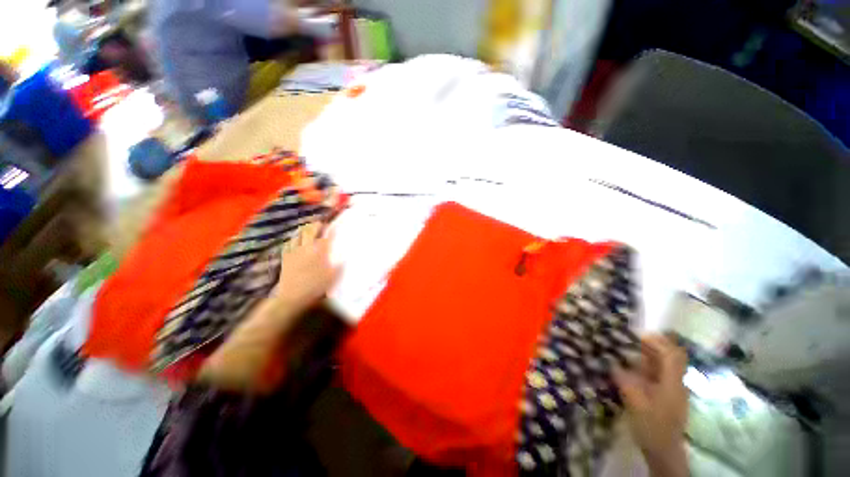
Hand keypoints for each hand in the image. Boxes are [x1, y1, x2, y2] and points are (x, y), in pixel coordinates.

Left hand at [271, 221, 340, 314]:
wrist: (293, 297)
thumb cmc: (316, 286)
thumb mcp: (333, 276)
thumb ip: (340, 265)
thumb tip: (346, 257)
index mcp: (320, 252)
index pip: (326, 236)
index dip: (330, 230)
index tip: (334, 226)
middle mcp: (306, 248)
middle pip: (310, 231)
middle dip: (315, 225)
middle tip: (320, 223)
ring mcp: (294, 252)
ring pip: (298, 235)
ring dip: (303, 230)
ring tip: (308, 229)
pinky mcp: (285, 257)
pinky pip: (288, 243)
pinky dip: (293, 239)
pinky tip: (295, 241)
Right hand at [613, 335, 688, 476]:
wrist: (664, 450)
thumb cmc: (651, 426)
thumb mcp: (635, 403)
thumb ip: (625, 380)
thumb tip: (611, 362)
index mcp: (673, 383)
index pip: (671, 355)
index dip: (657, 342)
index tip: (638, 335)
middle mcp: (678, 383)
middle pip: (674, 356)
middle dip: (657, 344)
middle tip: (635, 338)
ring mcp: (675, 389)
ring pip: (668, 364)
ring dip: (653, 353)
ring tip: (632, 348)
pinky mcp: (670, 395)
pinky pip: (663, 373)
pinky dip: (651, 365)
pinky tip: (637, 366)